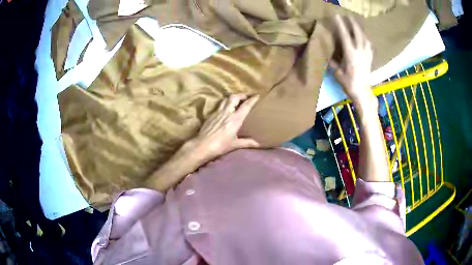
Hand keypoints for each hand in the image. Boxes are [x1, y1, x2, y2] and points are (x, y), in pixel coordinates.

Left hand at [190, 94, 260, 162]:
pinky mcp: (211, 115)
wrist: (202, 146)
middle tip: (247, 96)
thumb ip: (247, 142)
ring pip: (226, 99)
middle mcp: (227, 112)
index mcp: (235, 119)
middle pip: (234, 97)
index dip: (252, 99)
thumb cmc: (220, 146)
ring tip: (237, 100)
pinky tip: (226, 108)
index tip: (258, 95)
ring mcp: (217, 112)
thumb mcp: (235, 144)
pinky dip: (225, 103)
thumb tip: (259, 144)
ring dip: (233, 97)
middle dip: (242, 95)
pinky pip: (219, 105)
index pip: (246, 105)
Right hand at [330, 15, 374, 104]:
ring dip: (360, 29)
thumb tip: (328, 52)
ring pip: (364, 37)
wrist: (363, 93)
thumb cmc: (349, 83)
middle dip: (353, 23)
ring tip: (356, 24)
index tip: (336, 16)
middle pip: (357, 33)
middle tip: (348, 16)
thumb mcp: (338, 72)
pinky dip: (366, 38)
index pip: (344, 35)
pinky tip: (364, 37)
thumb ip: (333, 61)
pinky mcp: (370, 58)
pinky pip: (369, 44)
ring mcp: (367, 54)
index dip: (340, 25)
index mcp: (350, 54)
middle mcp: (360, 51)